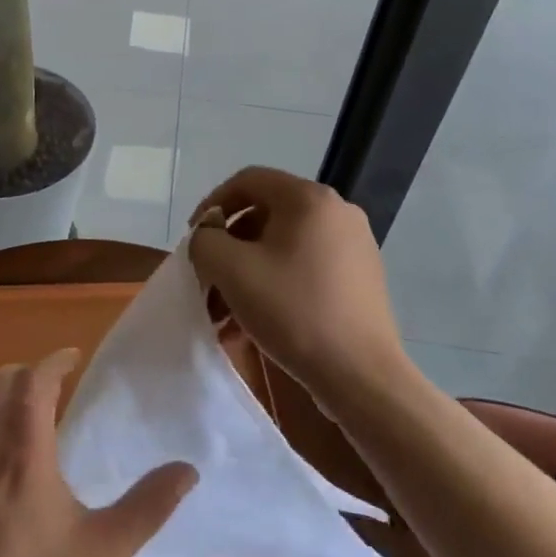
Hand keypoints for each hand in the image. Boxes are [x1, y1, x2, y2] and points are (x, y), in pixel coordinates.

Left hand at [0, 350, 197, 556]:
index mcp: (25, 462)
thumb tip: (188, 469)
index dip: (53, 362)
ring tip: (32, 415)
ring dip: (4, 396)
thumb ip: (148, 506)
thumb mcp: (106, 554)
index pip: (33, 386)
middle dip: (27, 373)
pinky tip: (4, 458)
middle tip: (56, 384)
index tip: (74, 358)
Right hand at [188, 166, 413, 409]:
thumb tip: (210, 235)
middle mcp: (337, 211)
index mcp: (308, 198)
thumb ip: (205, 240)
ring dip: (248, 269)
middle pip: (266, 213)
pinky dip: (275, 281)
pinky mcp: (360, 276)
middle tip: (208, 276)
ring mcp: (354, 244)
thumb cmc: (292, 311)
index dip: (213, 203)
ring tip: (225, 308)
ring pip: (284, 244)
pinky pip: (305, 265)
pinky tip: (255, 319)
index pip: (247, 180)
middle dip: (229, 245)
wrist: (361, 376)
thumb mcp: (230, 269)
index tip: (195, 237)